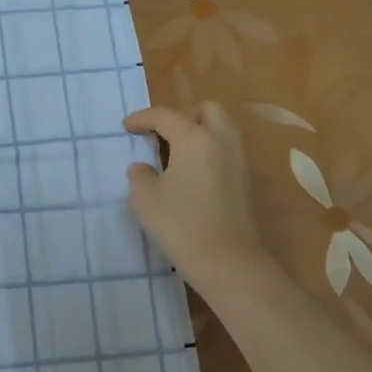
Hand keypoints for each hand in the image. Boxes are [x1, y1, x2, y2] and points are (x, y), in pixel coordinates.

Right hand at [124, 102, 269, 288]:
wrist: (227, 261)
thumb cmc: (180, 223)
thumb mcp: (145, 198)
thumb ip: (140, 175)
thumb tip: (143, 168)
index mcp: (195, 138)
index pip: (166, 116)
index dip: (142, 118)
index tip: (126, 127)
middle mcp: (221, 141)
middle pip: (206, 110)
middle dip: (182, 116)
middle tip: (161, 134)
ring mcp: (238, 161)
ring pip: (221, 130)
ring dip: (198, 132)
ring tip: (175, 153)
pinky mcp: (245, 182)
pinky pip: (225, 152)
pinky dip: (208, 152)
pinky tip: (190, 174)